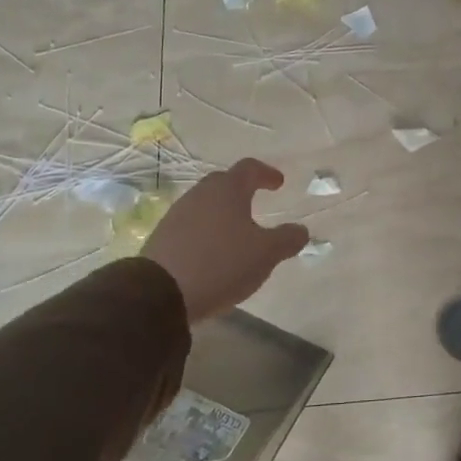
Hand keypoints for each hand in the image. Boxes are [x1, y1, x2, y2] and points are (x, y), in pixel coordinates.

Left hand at [144, 158, 308, 322]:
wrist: (159, 292)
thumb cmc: (221, 263)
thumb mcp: (266, 254)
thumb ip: (287, 239)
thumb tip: (301, 230)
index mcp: (227, 190)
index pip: (249, 168)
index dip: (267, 173)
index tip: (278, 183)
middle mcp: (200, 194)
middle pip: (224, 183)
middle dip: (242, 190)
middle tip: (257, 201)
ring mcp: (178, 214)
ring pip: (206, 205)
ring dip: (223, 212)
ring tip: (237, 231)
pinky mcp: (163, 237)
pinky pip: (192, 226)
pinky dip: (207, 231)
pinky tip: (214, 251)